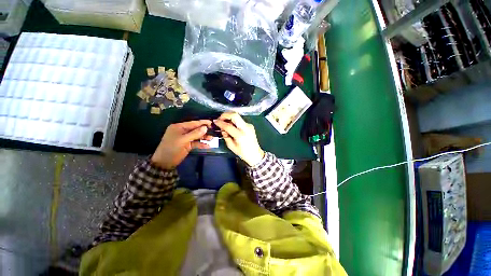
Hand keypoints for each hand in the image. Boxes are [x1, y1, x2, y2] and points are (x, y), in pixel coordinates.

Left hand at [151, 120, 211, 168]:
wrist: (165, 163)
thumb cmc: (172, 149)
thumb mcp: (183, 140)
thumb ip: (195, 133)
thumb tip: (205, 127)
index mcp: (179, 127)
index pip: (193, 123)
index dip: (202, 123)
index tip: (212, 123)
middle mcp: (183, 131)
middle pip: (196, 129)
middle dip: (204, 131)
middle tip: (213, 131)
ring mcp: (185, 138)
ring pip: (197, 136)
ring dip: (204, 137)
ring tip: (212, 139)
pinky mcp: (188, 145)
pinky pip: (196, 143)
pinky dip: (201, 144)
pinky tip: (208, 146)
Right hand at [214, 112, 264, 166]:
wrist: (255, 154)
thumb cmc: (242, 152)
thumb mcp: (231, 146)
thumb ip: (226, 136)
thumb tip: (222, 128)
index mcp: (240, 135)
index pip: (228, 126)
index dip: (220, 122)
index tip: (214, 121)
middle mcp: (245, 128)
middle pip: (235, 115)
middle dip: (225, 115)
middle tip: (220, 118)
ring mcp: (249, 125)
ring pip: (238, 116)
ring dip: (230, 117)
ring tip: (224, 122)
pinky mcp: (250, 125)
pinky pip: (240, 120)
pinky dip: (234, 121)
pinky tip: (231, 125)